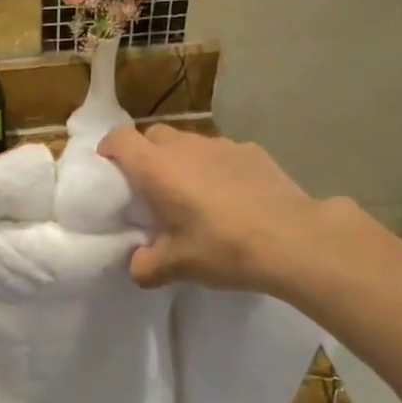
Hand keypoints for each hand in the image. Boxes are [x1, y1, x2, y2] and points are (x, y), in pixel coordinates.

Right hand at [98, 125, 329, 291]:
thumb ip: (147, 266)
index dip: (109, 148)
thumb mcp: (178, 265)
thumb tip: (137, 267)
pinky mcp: (251, 150)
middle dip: (145, 155)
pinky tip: (230, 196)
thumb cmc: (224, 247)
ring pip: (188, 142)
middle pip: (153, 135)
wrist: (293, 239)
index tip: (108, 169)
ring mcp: (221, 144)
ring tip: (192, 193)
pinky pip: (220, 153)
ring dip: (181, 160)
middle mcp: (185, 146)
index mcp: (157, 168)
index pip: (120, 138)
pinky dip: (215, 167)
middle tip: (150, 188)